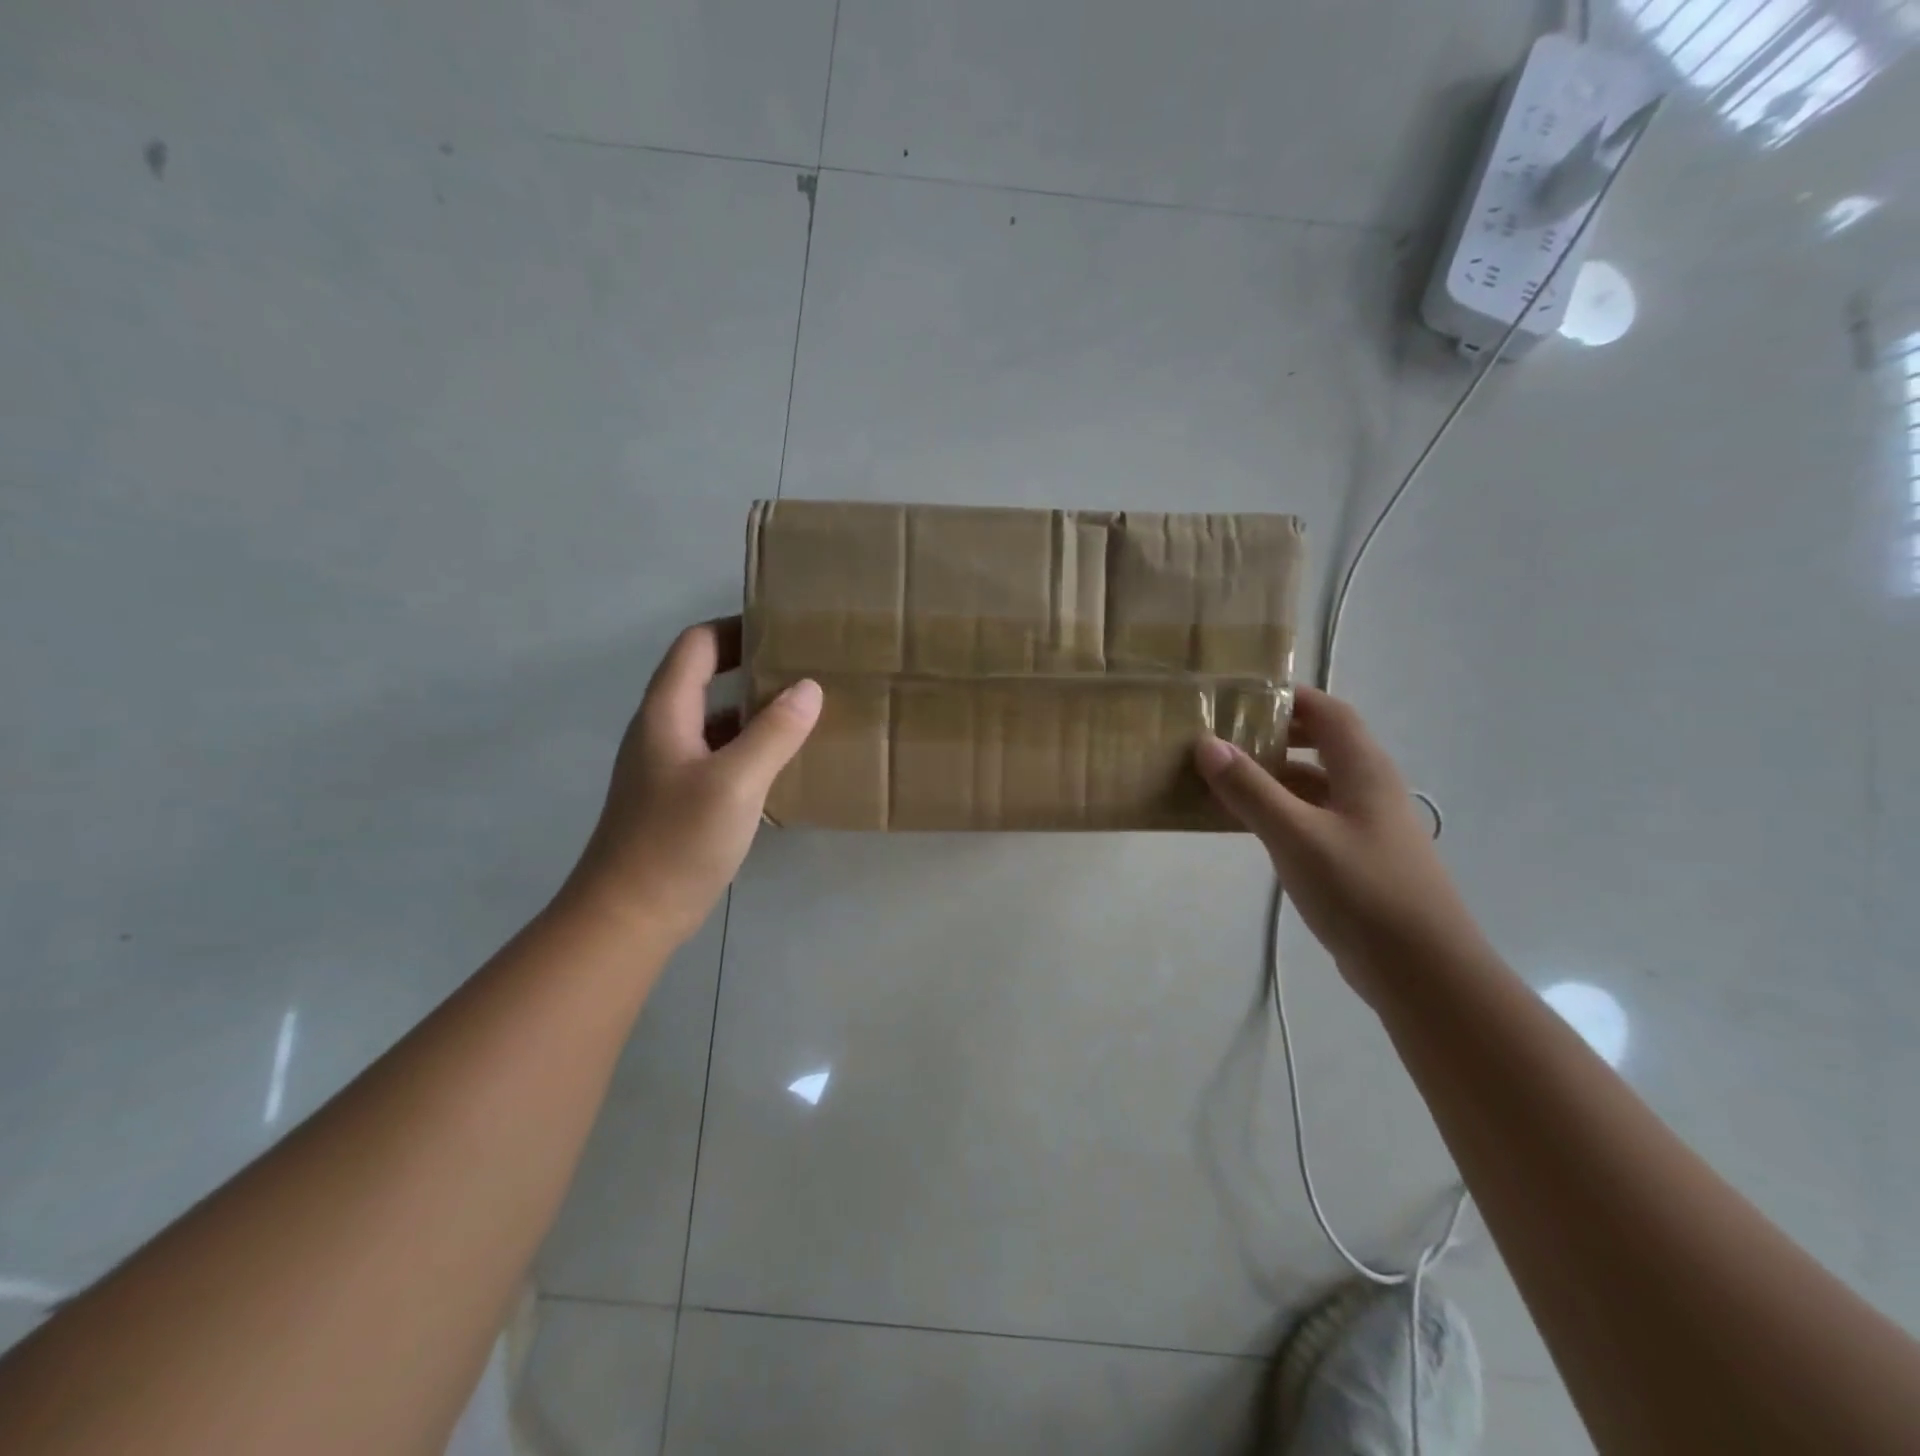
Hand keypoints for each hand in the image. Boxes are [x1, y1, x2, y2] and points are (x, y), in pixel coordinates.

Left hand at [565, 617, 820, 946]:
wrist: (628, 916)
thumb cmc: (676, 841)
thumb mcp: (735, 782)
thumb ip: (774, 732)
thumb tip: (809, 687)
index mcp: (666, 713)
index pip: (697, 645)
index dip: (736, 628)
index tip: (783, 630)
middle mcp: (663, 730)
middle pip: (705, 678)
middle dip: (753, 667)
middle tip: (805, 668)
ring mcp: (669, 766)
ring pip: (715, 720)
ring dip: (754, 710)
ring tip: (805, 711)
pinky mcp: (679, 798)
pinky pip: (719, 755)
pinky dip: (750, 747)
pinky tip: (783, 763)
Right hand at [1194, 687, 1486, 1004]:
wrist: (1422, 971)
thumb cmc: (1362, 891)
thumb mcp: (1296, 836)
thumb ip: (1251, 789)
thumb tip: (1206, 743)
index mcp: (1363, 770)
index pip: (1328, 712)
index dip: (1289, 698)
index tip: (1240, 697)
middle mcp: (1368, 788)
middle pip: (1321, 744)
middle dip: (1274, 735)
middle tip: (1224, 737)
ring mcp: (1365, 825)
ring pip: (1314, 784)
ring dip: (1272, 775)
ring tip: (1221, 777)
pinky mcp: (1356, 858)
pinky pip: (1312, 817)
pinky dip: (1279, 810)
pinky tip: (1246, 824)